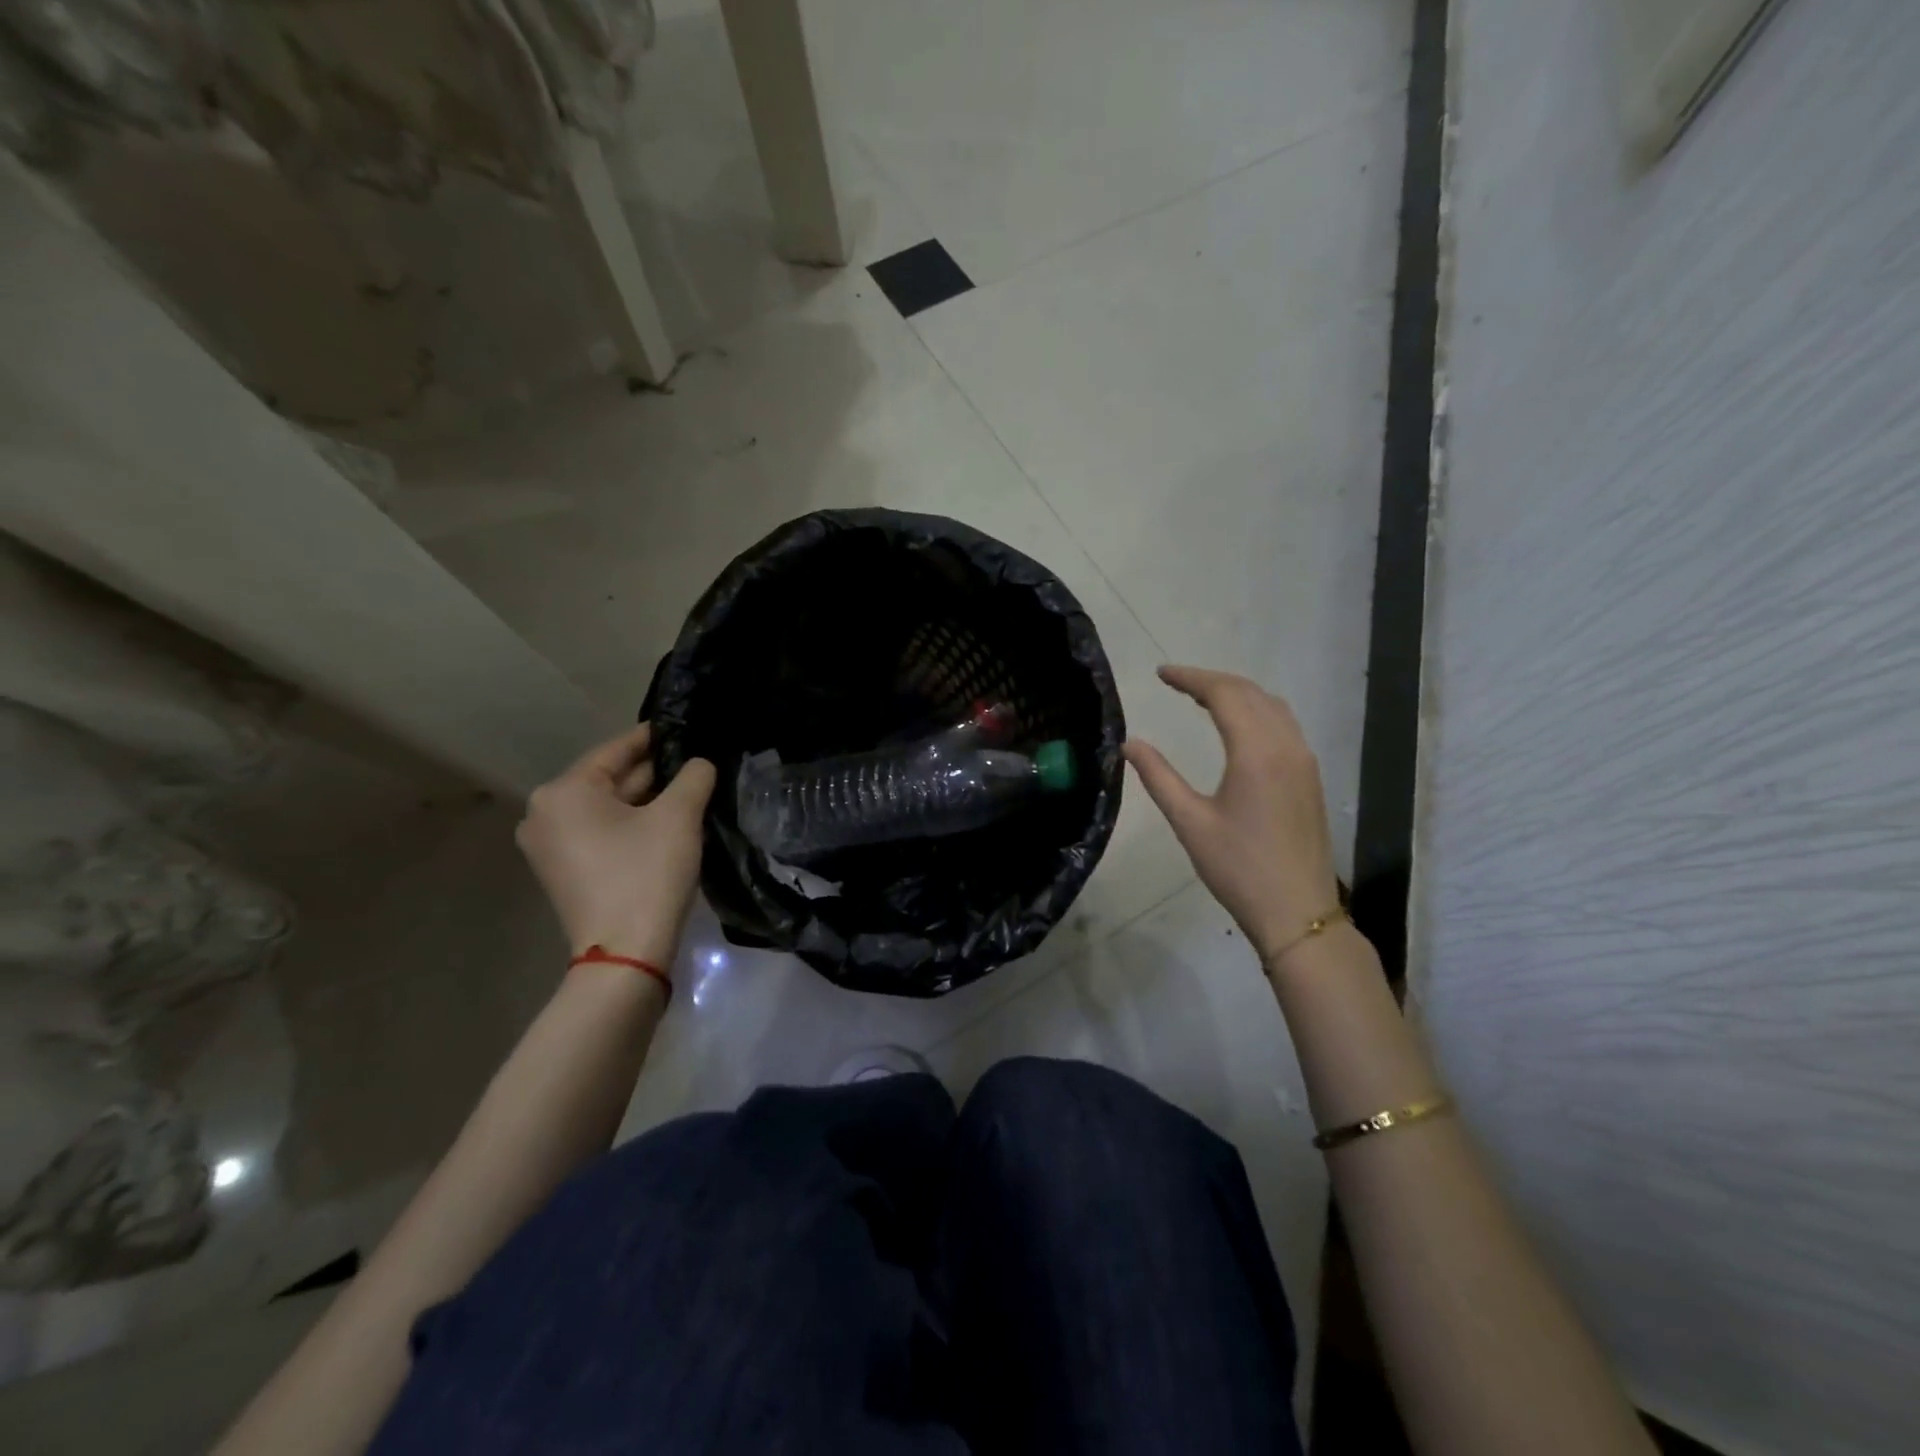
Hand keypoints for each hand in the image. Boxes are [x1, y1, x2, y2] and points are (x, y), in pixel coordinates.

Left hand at [516, 724, 716, 968]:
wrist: (625, 953)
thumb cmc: (647, 873)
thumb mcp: (679, 816)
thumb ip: (694, 777)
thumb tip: (699, 764)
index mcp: (563, 792)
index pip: (615, 750)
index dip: (652, 737)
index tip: (682, 727)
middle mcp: (544, 814)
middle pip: (608, 780)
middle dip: (652, 772)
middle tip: (694, 761)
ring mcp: (549, 847)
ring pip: (607, 809)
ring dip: (645, 800)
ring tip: (689, 790)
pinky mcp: (563, 872)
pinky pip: (600, 834)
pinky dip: (630, 825)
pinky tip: (666, 823)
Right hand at [1124, 666, 1339, 969]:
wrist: (1297, 911)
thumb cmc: (1238, 868)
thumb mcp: (1190, 822)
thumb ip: (1158, 777)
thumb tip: (1129, 744)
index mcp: (1256, 752)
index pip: (1223, 694)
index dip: (1190, 678)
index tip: (1161, 674)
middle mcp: (1286, 746)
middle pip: (1249, 692)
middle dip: (1211, 680)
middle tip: (1176, 682)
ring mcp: (1304, 760)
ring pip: (1272, 706)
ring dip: (1237, 693)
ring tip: (1202, 697)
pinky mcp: (1310, 776)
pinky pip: (1284, 724)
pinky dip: (1256, 710)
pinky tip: (1237, 725)